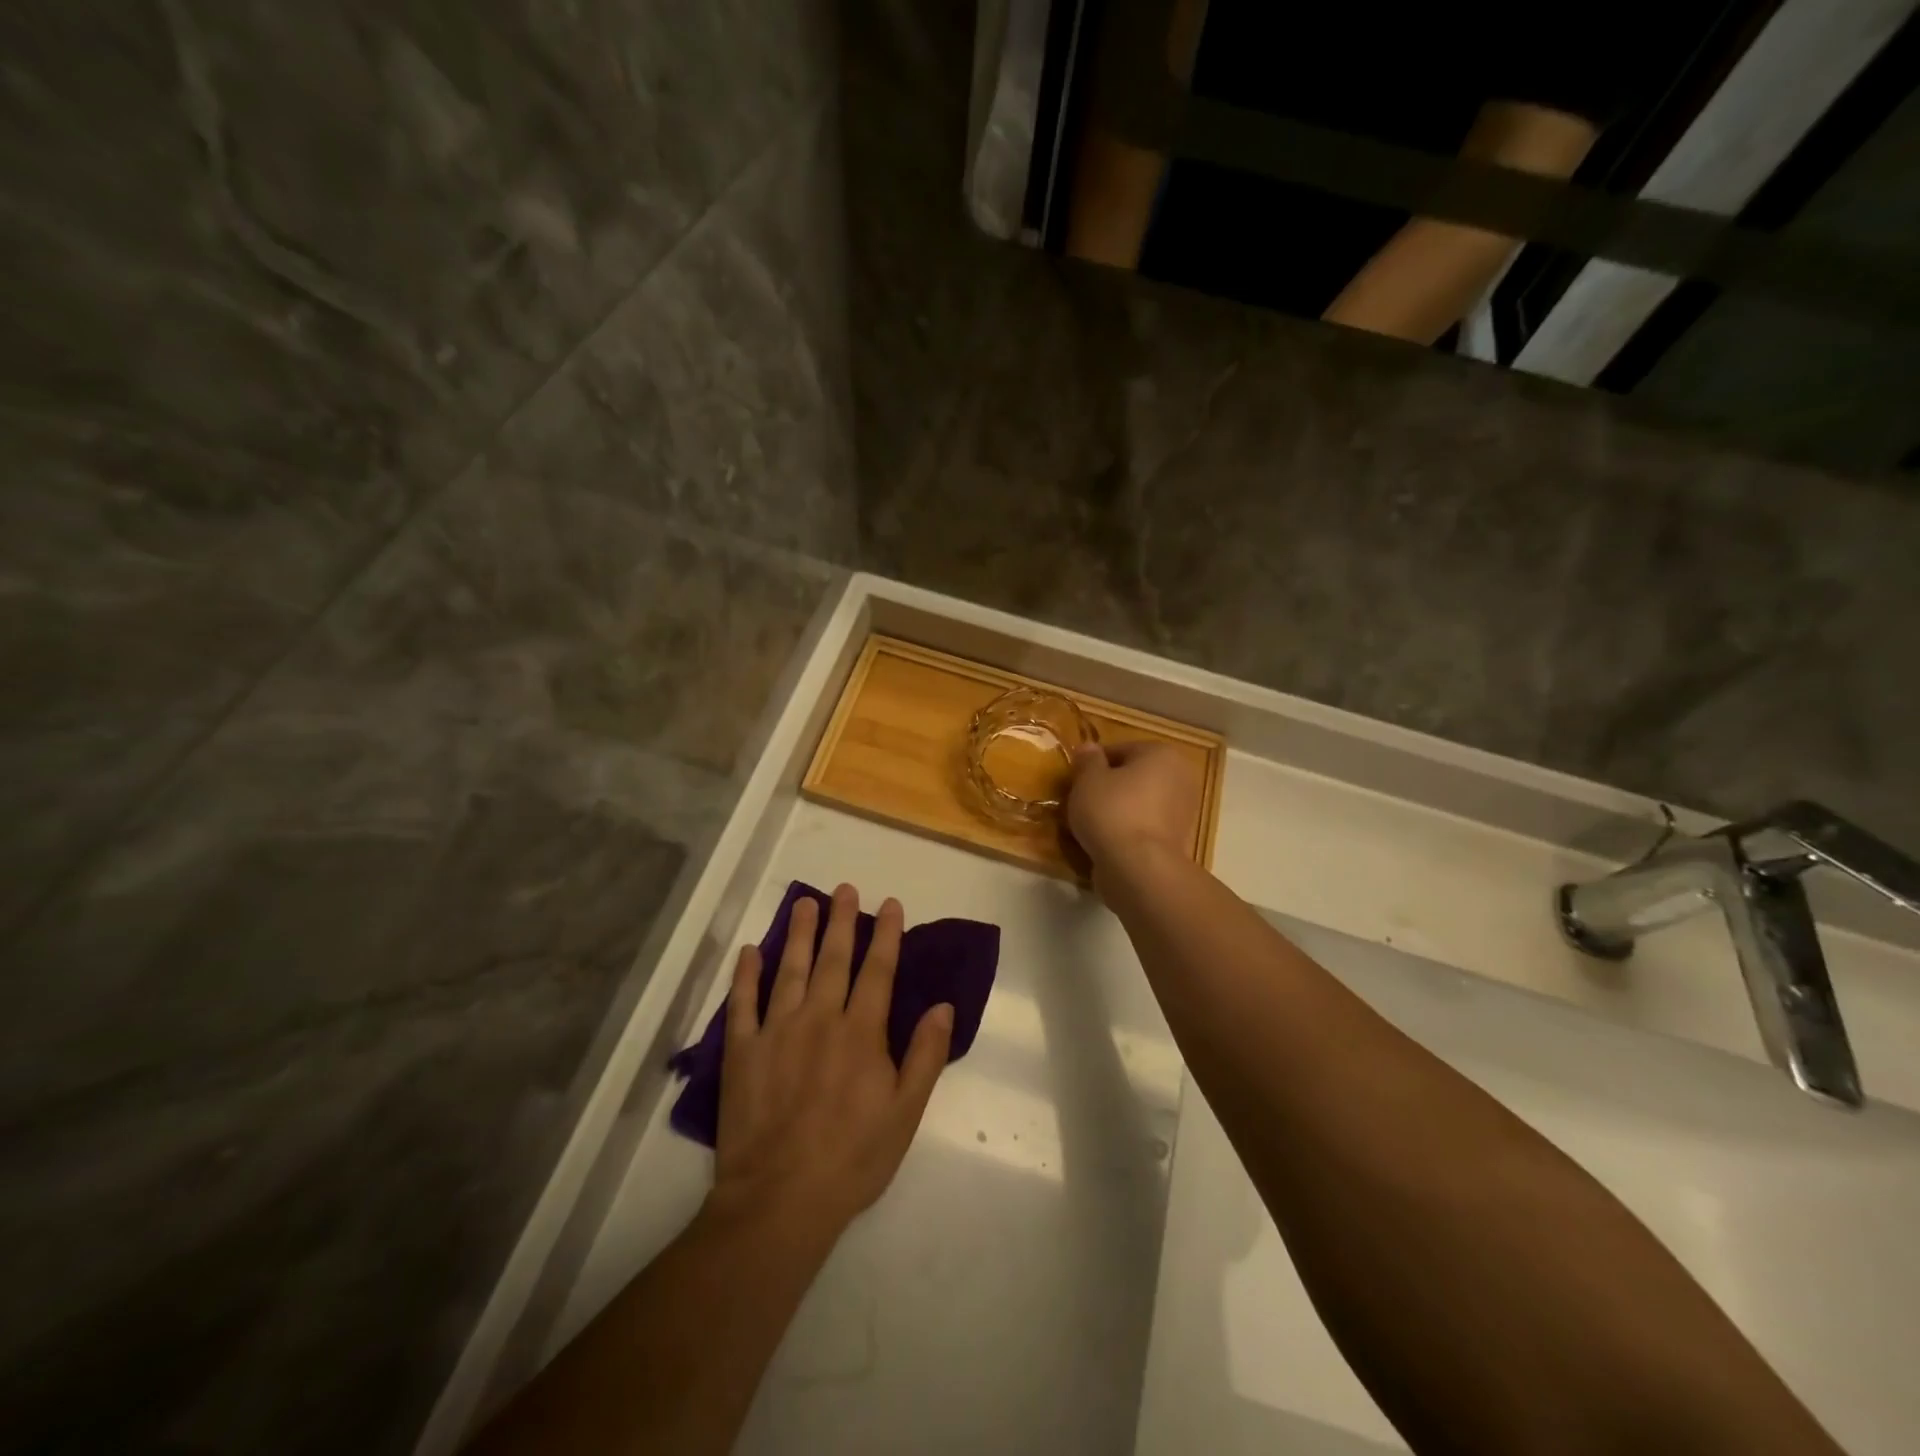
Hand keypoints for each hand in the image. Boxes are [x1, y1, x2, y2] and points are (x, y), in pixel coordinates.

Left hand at [708, 885, 953, 1242]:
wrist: (780, 1200)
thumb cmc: (852, 1159)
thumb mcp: (905, 1113)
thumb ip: (925, 1056)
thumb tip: (943, 1005)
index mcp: (860, 1032)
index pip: (878, 971)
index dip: (886, 935)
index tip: (890, 904)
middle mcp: (819, 1019)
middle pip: (833, 959)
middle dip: (842, 921)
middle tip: (845, 889)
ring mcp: (777, 1031)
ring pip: (790, 969)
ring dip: (800, 934)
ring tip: (805, 902)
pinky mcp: (742, 1051)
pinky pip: (743, 1003)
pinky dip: (746, 974)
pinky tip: (752, 951)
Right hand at [1067, 742, 1201, 883]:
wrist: (1139, 868)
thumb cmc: (1112, 812)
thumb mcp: (1087, 780)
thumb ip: (1088, 760)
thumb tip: (1089, 747)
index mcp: (1162, 753)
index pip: (1120, 750)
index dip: (1093, 764)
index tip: (1076, 781)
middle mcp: (1181, 777)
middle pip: (1134, 776)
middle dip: (1110, 786)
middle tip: (1082, 801)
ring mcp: (1184, 811)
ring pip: (1140, 803)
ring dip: (1120, 810)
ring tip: (1092, 825)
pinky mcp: (1179, 840)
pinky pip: (1146, 827)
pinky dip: (1129, 830)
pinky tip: (1109, 842)